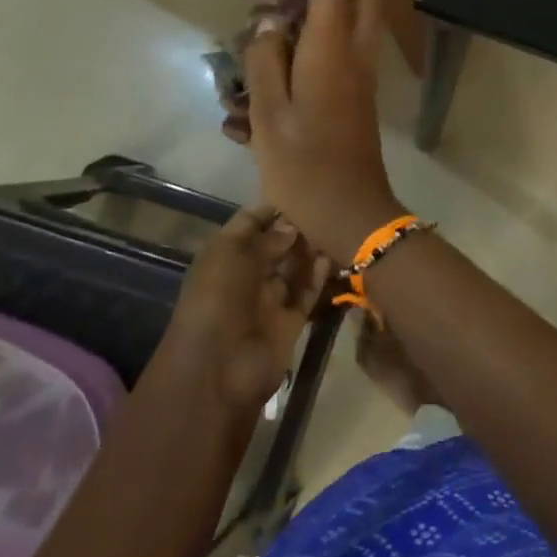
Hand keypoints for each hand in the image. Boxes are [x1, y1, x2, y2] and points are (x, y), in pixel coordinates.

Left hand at [164, 205, 329, 410]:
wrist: (219, 368)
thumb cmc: (218, 299)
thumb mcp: (233, 256)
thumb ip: (265, 238)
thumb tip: (292, 227)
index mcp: (225, 255)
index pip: (250, 222)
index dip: (272, 208)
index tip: (303, 188)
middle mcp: (247, 273)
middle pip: (275, 244)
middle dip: (296, 227)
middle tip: (328, 207)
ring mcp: (269, 298)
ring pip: (294, 267)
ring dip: (311, 250)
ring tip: (338, 226)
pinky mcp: (290, 320)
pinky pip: (307, 292)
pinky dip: (319, 277)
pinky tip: (336, 256)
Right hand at [243, 0, 404, 261]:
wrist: (352, 212)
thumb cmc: (303, 168)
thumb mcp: (269, 117)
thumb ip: (266, 63)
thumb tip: (270, 25)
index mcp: (332, 54)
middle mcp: (357, 55)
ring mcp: (365, 74)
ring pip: (361, 14)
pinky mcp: (363, 91)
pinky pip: (352, 40)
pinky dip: (331, 23)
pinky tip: (294, 40)